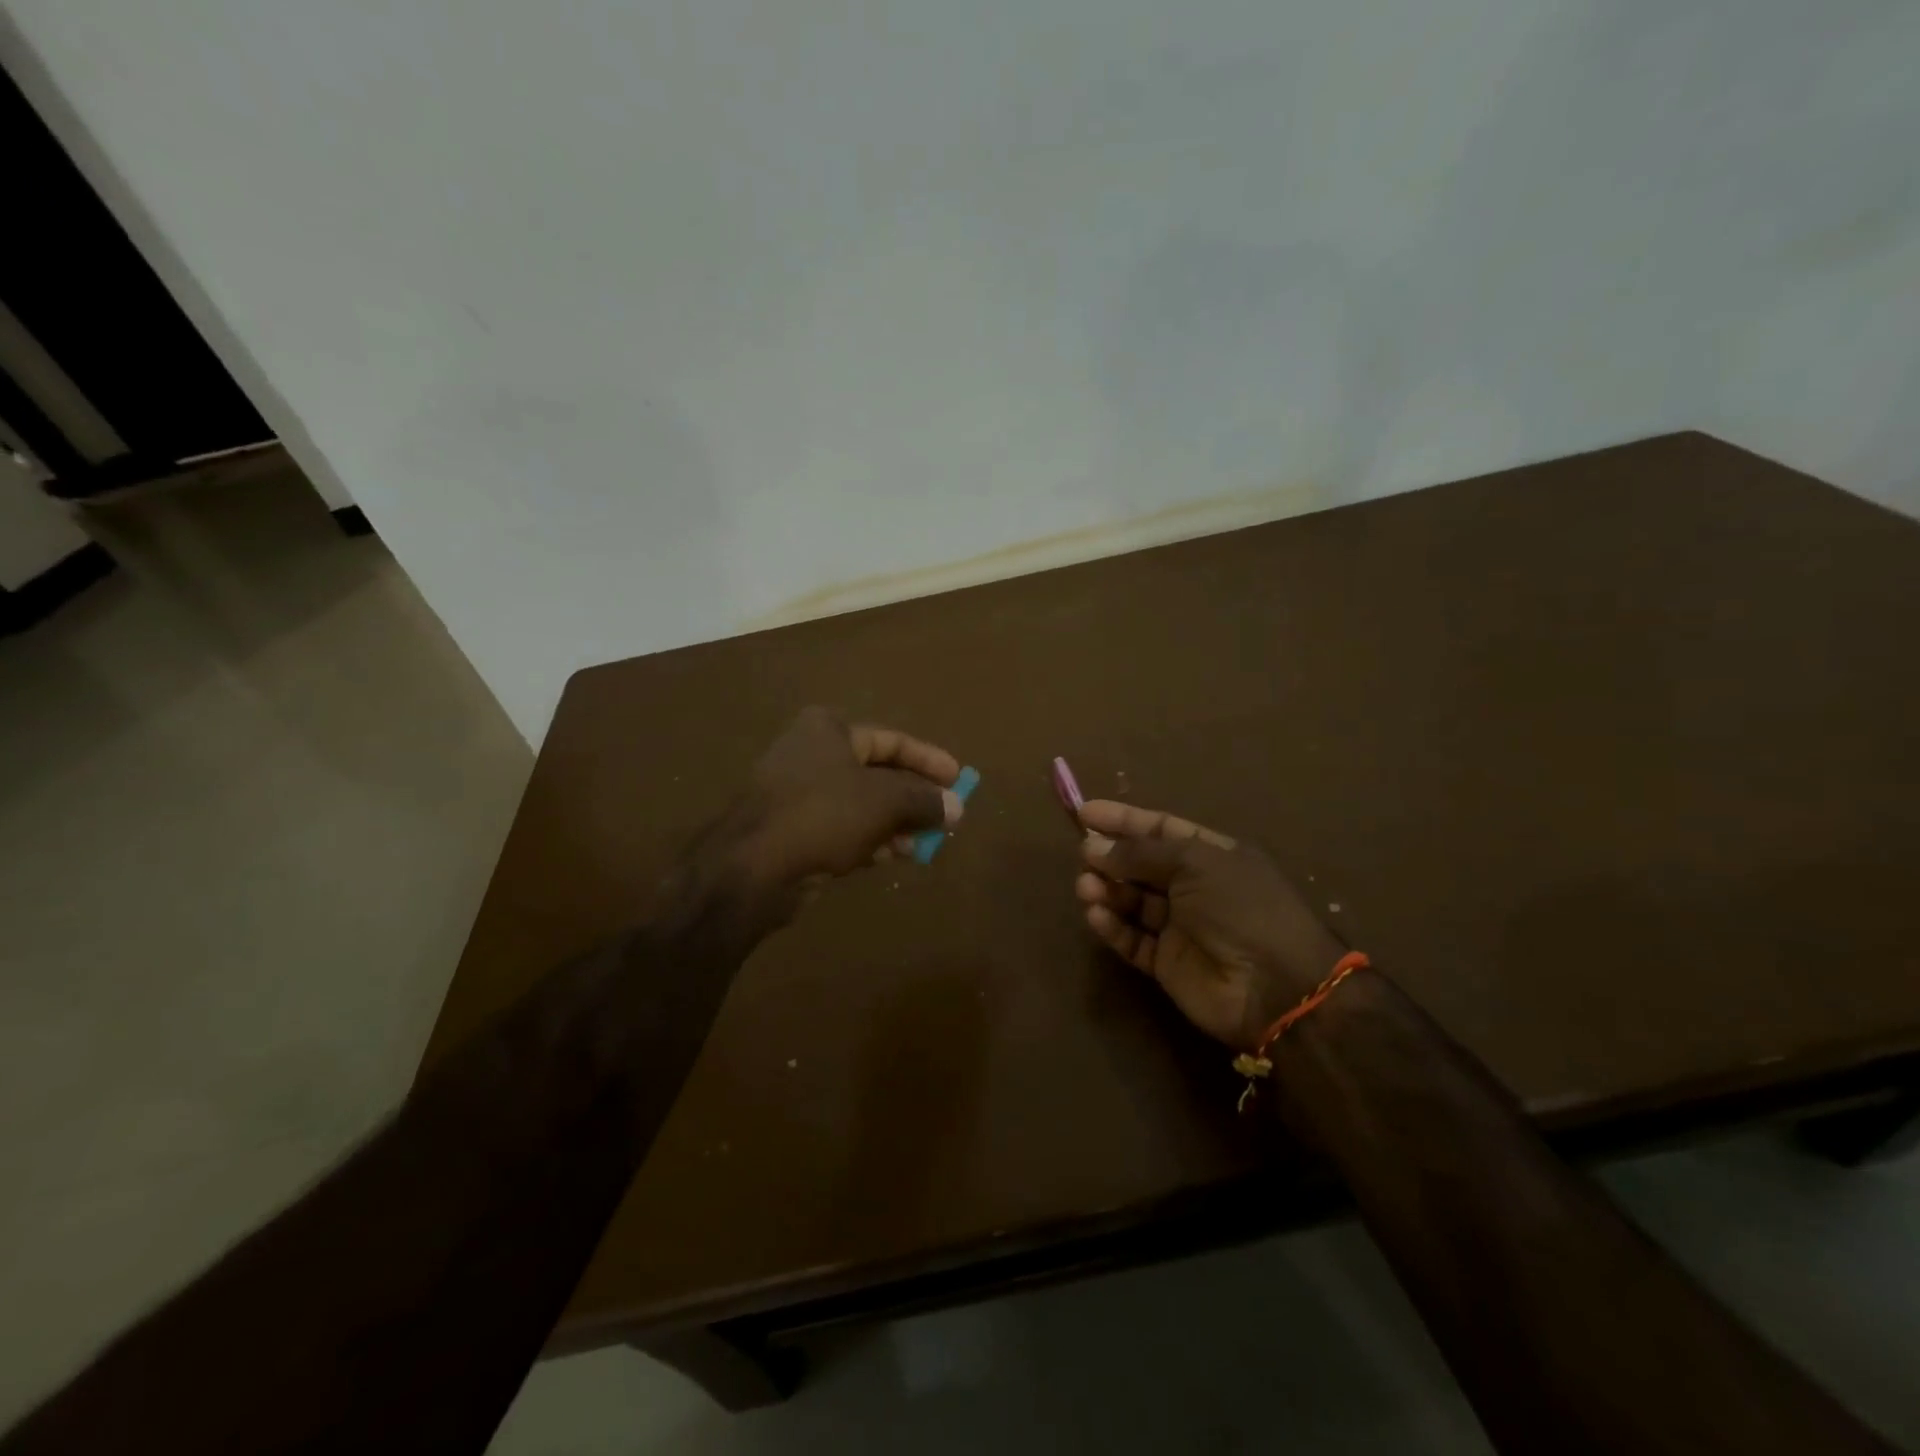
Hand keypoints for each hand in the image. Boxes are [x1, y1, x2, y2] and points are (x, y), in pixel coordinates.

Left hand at [729, 707, 962, 888]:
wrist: (752, 866)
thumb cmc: (823, 814)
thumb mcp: (885, 801)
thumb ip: (924, 800)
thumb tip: (957, 807)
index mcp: (829, 730)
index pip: (892, 740)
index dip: (928, 760)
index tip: (959, 778)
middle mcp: (811, 753)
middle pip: (877, 773)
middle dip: (913, 798)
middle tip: (945, 817)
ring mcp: (797, 792)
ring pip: (860, 804)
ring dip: (894, 824)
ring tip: (923, 845)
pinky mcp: (791, 828)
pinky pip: (841, 827)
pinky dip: (867, 839)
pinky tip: (889, 857)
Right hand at [1074, 800, 1346, 1051]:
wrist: (1276, 987)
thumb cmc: (1240, 908)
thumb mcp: (1194, 864)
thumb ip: (1140, 853)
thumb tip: (1092, 846)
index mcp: (1211, 856)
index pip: (1160, 829)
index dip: (1123, 820)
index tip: (1084, 813)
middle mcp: (1194, 887)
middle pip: (1142, 865)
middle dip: (1111, 858)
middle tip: (1083, 856)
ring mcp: (1180, 927)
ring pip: (1132, 902)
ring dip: (1107, 891)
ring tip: (1086, 887)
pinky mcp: (1167, 964)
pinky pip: (1133, 940)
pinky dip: (1113, 927)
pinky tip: (1096, 915)